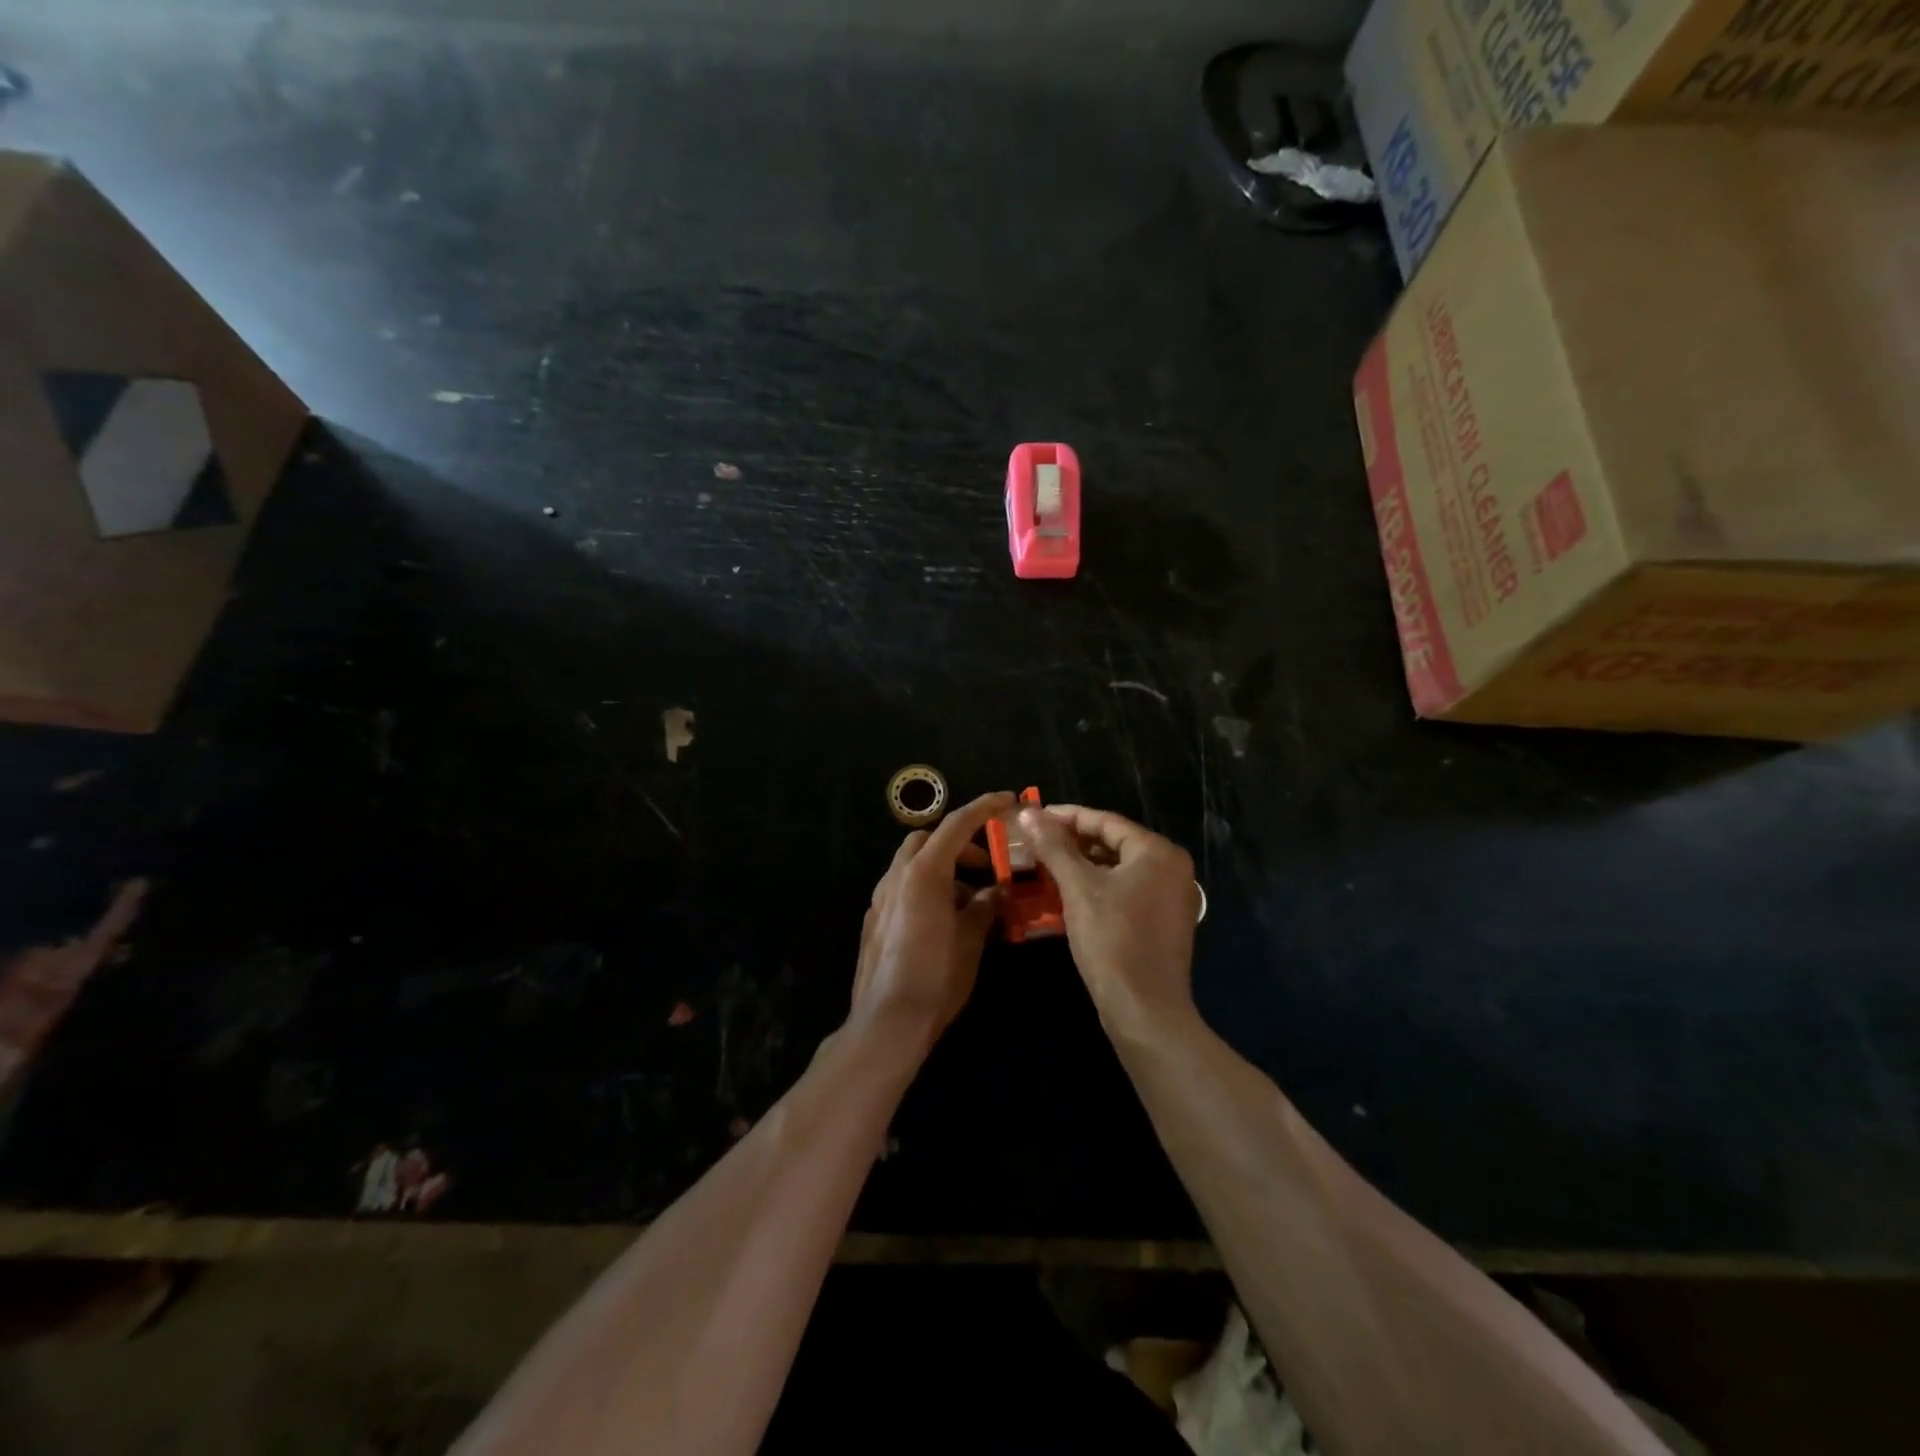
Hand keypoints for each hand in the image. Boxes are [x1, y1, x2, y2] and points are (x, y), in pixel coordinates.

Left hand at [851, 791, 1015, 1049]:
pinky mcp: (874, 919)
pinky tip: (946, 920)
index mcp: (924, 873)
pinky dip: (928, 887)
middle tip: (988, 864)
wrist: (886, 1023)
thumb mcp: (971, 941)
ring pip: (914, 863)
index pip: (957, 825)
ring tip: (972, 900)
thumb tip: (996, 892)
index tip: (1008, 799)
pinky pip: (904, 887)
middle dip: (960, 842)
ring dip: (944, 868)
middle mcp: (897, 877)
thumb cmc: (936, 978)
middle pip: (929, 838)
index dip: (984, 808)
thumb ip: (984, 908)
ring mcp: (881, 898)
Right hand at [1019, 804, 1200, 1031]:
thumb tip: (1027, 811)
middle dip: (1072, 841)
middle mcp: (1171, 867)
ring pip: (1119, 868)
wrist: (1144, 1010)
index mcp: (1157, 852)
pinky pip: (1126, 890)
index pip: (1105, 821)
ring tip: (1045, 865)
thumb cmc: (1112, 940)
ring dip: (1082, 865)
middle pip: (1113, 842)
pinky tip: (1068, 893)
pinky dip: (1098, 886)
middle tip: (1036, 842)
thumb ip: (1054, 846)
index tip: (1033, 816)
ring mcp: (1171, 896)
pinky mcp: (1164, 921)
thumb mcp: (1078, 888)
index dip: (1066, 816)